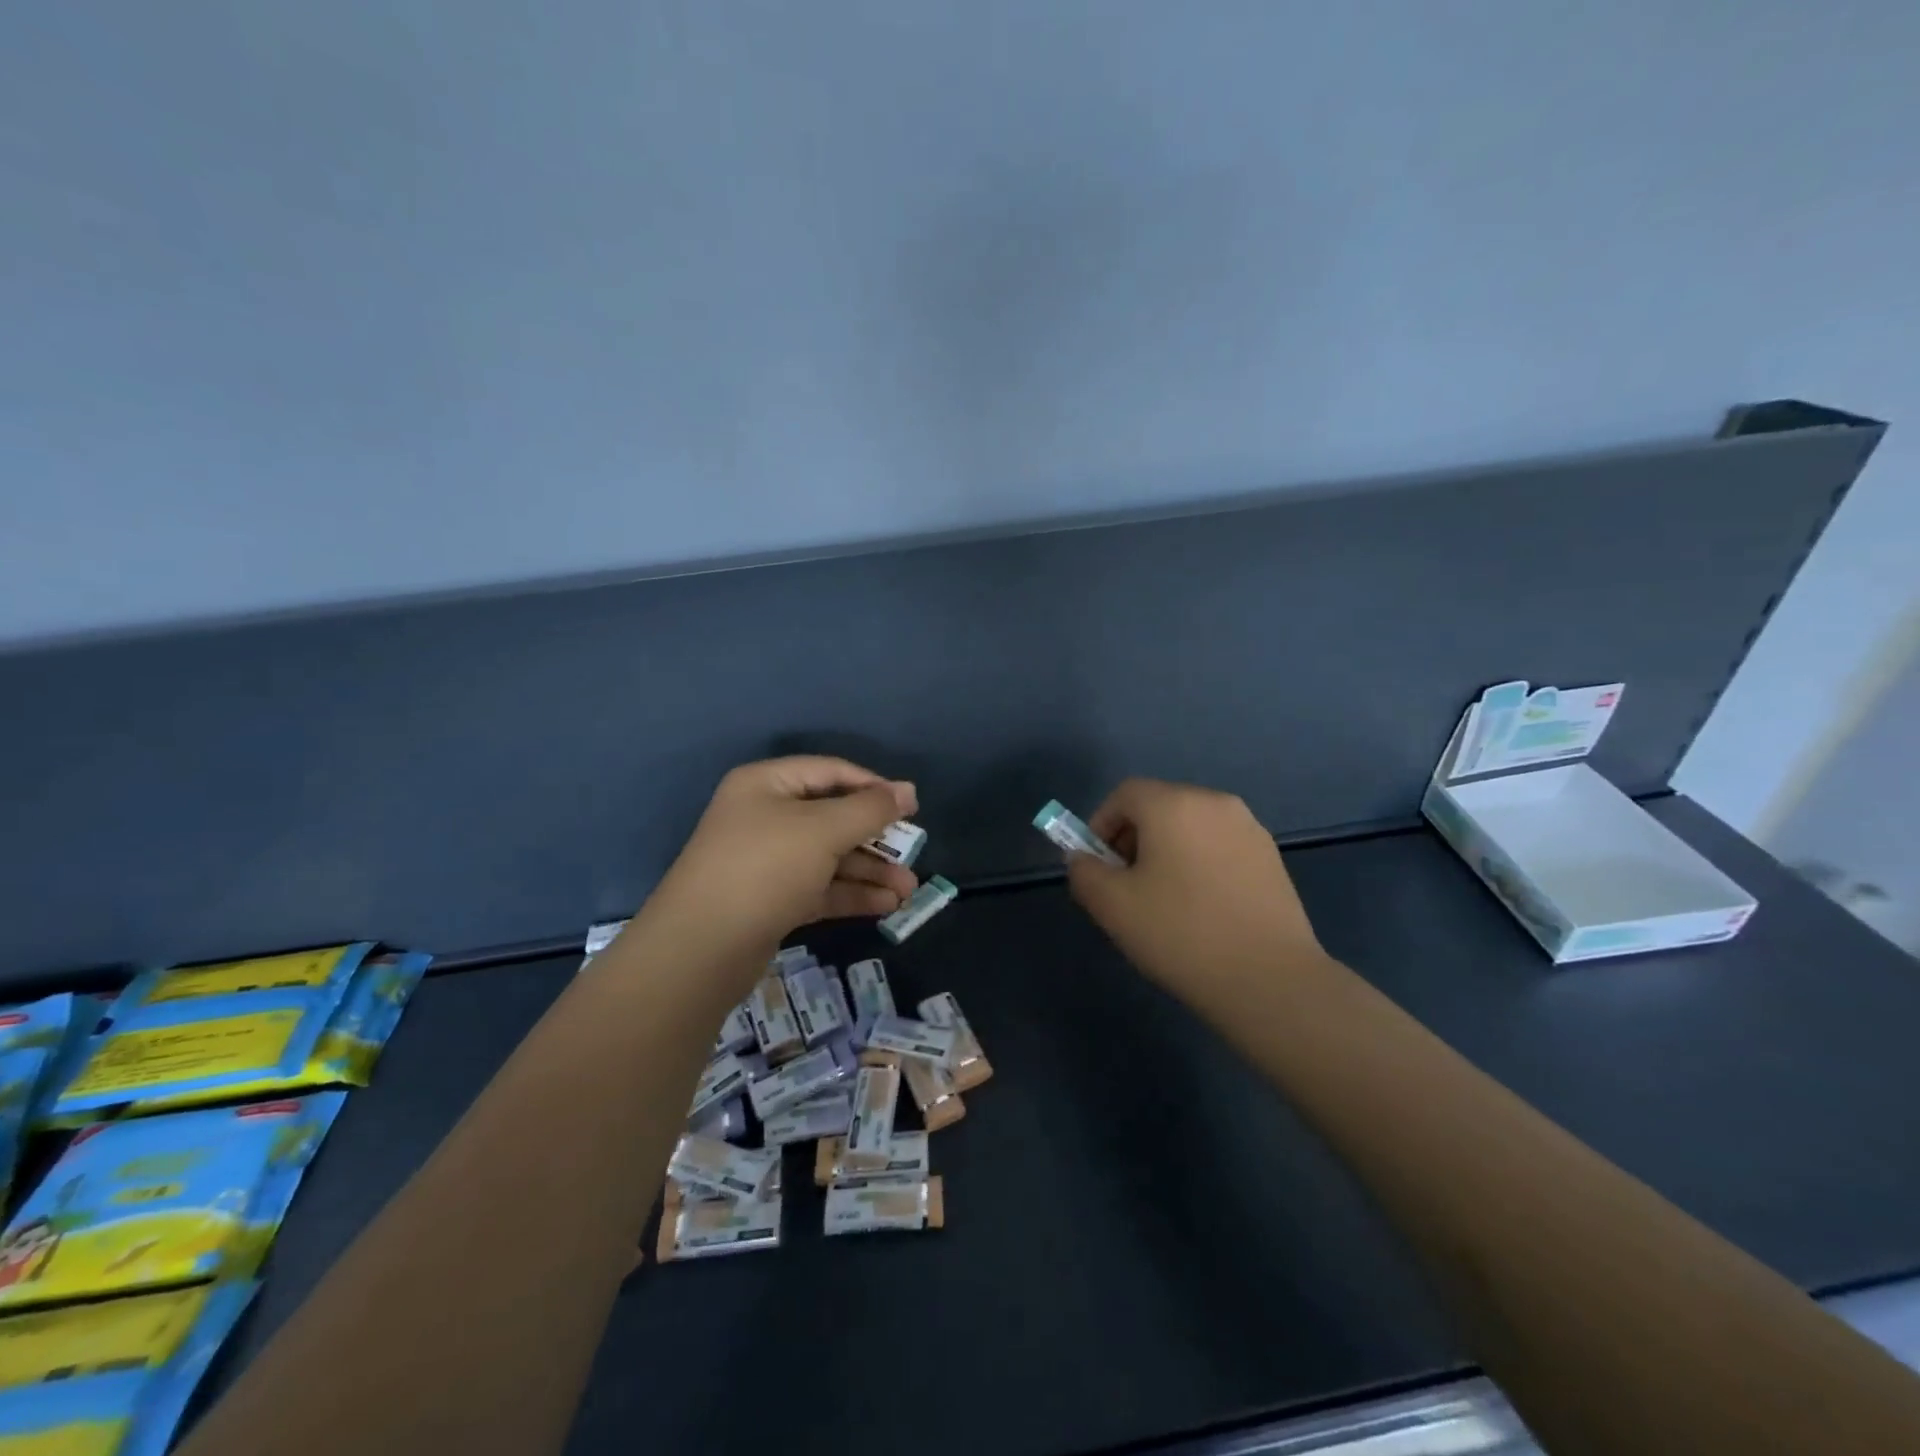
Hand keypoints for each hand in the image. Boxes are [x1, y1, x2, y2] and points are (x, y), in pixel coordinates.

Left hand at [646, 757, 918, 973]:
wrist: (702, 948)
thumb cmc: (765, 868)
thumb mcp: (824, 829)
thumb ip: (870, 809)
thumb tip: (908, 790)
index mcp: (768, 785)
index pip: (830, 772)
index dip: (873, 786)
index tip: (911, 807)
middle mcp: (765, 817)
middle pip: (832, 817)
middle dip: (876, 838)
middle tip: (913, 854)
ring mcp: (767, 861)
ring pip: (829, 857)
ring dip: (870, 871)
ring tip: (908, 890)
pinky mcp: (771, 900)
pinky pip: (819, 887)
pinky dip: (851, 893)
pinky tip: (886, 906)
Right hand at [1065, 778, 1329, 1011]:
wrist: (1270, 979)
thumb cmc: (1180, 933)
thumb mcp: (1112, 906)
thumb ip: (1084, 872)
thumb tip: (1083, 858)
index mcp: (1173, 804)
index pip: (1124, 794)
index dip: (1101, 824)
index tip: (1097, 866)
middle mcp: (1214, 802)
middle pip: (1159, 806)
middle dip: (1133, 838)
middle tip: (1125, 885)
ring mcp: (1249, 828)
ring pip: (1190, 827)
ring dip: (1167, 851)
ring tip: (1164, 900)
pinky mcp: (1271, 857)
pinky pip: (1219, 846)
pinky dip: (1199, 863)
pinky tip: (1202, 908)